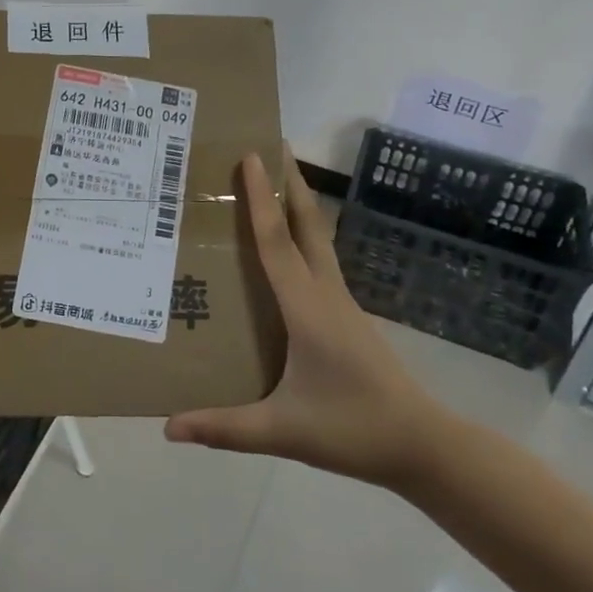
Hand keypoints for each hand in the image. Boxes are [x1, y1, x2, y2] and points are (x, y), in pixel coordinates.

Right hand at [164, 146, 452, 488]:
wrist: (424, 446)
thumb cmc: (353, 430)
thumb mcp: (283, 431)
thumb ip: (225, 428)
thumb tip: (168, 427)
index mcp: (307, 310)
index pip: (276, 243)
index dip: (260, 200)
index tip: (251, 156)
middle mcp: (325, 294)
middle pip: (307, 225)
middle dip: (290, 182)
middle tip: (271, 145)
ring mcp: (342, 303)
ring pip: (317, 239)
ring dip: (299, 204)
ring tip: (279, 180)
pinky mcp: (347, 315)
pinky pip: (319, 260)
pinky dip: (302, 234)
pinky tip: (290, 245)